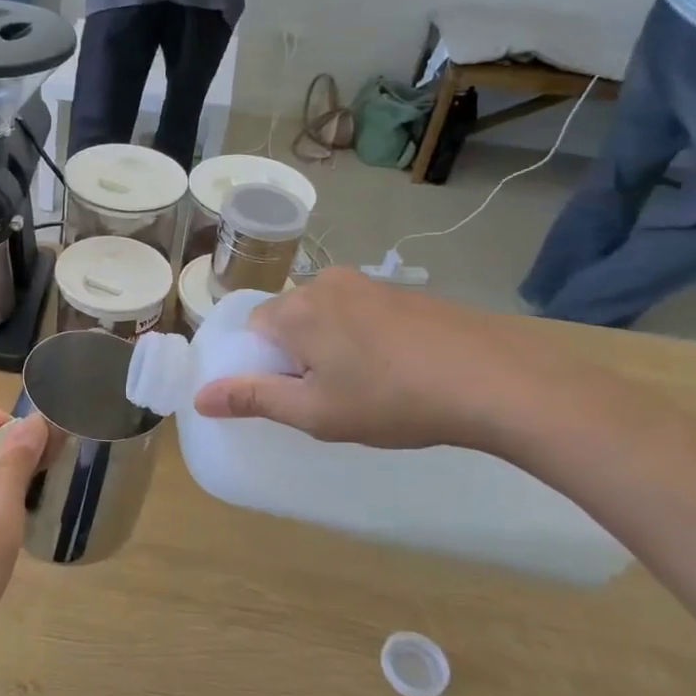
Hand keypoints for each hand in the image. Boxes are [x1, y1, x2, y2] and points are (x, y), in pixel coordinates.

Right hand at [192, 269, 550, 453]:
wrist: (496, 382)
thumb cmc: (392, 401)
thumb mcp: (315, 412)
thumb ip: (252, 399)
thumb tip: (199, 397)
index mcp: (296, 309)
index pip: (252, 331)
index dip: (265, 367)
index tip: (296, 396)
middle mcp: (325, 283)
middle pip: (288, 320)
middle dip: (297, 356)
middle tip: (331, 397)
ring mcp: (368, 283)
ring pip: (325, 316)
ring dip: (331, 347)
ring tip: (367, 387)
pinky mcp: (404, 292)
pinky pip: (360, 313)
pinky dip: (363, 338)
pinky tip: (397, 370)